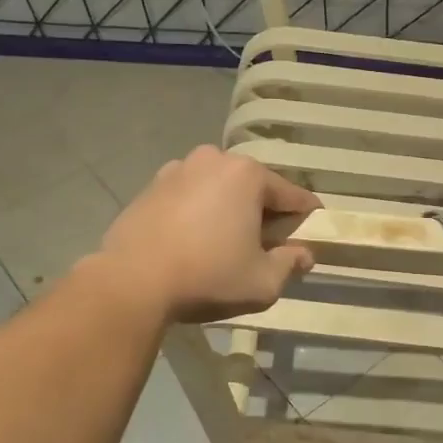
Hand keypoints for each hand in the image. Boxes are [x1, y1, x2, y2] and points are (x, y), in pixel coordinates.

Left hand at [98, 146, 321, 322]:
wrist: (131, 282)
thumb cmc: (208, 277)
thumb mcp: (263, 282)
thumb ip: (290, 264)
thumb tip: (304, 255)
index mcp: (248, 175)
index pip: (293, 196)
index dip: (307, 219)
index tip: (312, 237)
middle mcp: (214, 160)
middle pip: (254, 189)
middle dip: (264, 214)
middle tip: (265, 248)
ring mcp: (177, 170)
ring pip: (219, 190)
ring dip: (229, 212)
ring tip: (225, 246)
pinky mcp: (150, 187)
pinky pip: (189, 198)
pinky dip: (198, 214)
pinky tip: (193, 243)